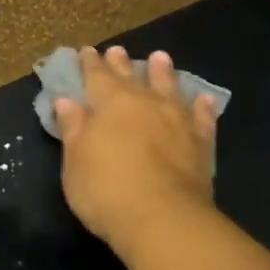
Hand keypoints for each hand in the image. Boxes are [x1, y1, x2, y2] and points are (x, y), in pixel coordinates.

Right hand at [54, 45, 219, 259]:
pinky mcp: (200, 143)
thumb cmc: (105, 189)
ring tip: (160, 58)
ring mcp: (177, 121)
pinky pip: (202, 118)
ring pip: (169, 88)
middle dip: (121, 64)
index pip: (96, 76)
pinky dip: (201, 107)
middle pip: (131, 77)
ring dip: (163, 73)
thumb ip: (73, 128)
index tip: (86, 51)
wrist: (162, 218)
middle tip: (118, 50)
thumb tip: (67, 100)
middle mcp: (145, 103)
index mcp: (110, 104)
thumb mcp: (75, 160)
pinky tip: (202, 99)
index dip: (89, 64)